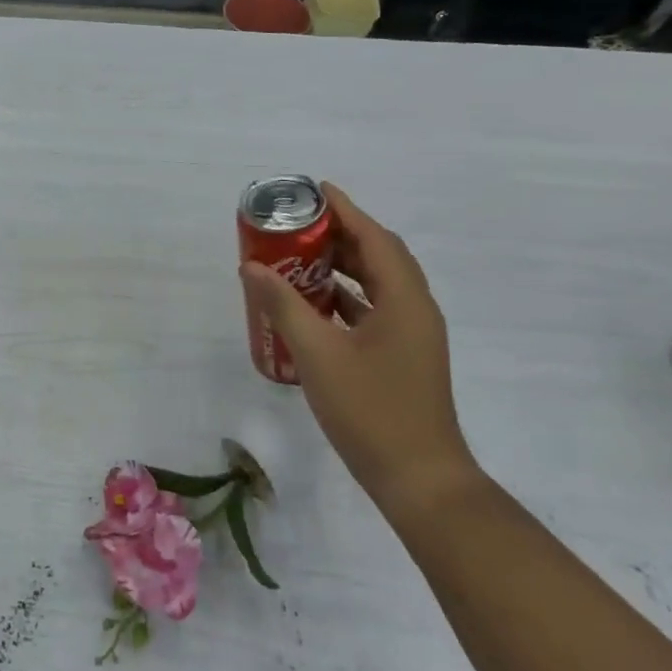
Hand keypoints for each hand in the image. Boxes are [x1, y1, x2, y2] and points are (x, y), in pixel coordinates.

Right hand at [239, 183, 476, 519]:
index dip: (346, 210)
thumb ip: (284, 306)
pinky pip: (374, 310)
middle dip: (341, 235)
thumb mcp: (318, 354)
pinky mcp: (403, 357)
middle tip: (299, 224)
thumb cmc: (371, 411)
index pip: (375, 238)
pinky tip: (314, 303)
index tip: (315, 190)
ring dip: (343, 267)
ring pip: (377, 284)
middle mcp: (415, 309)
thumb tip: (251, 267)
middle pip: (379, 256)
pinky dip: (346, 298)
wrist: (420, 480)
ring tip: (300, 255)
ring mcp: (412, 336)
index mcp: (404, 300)